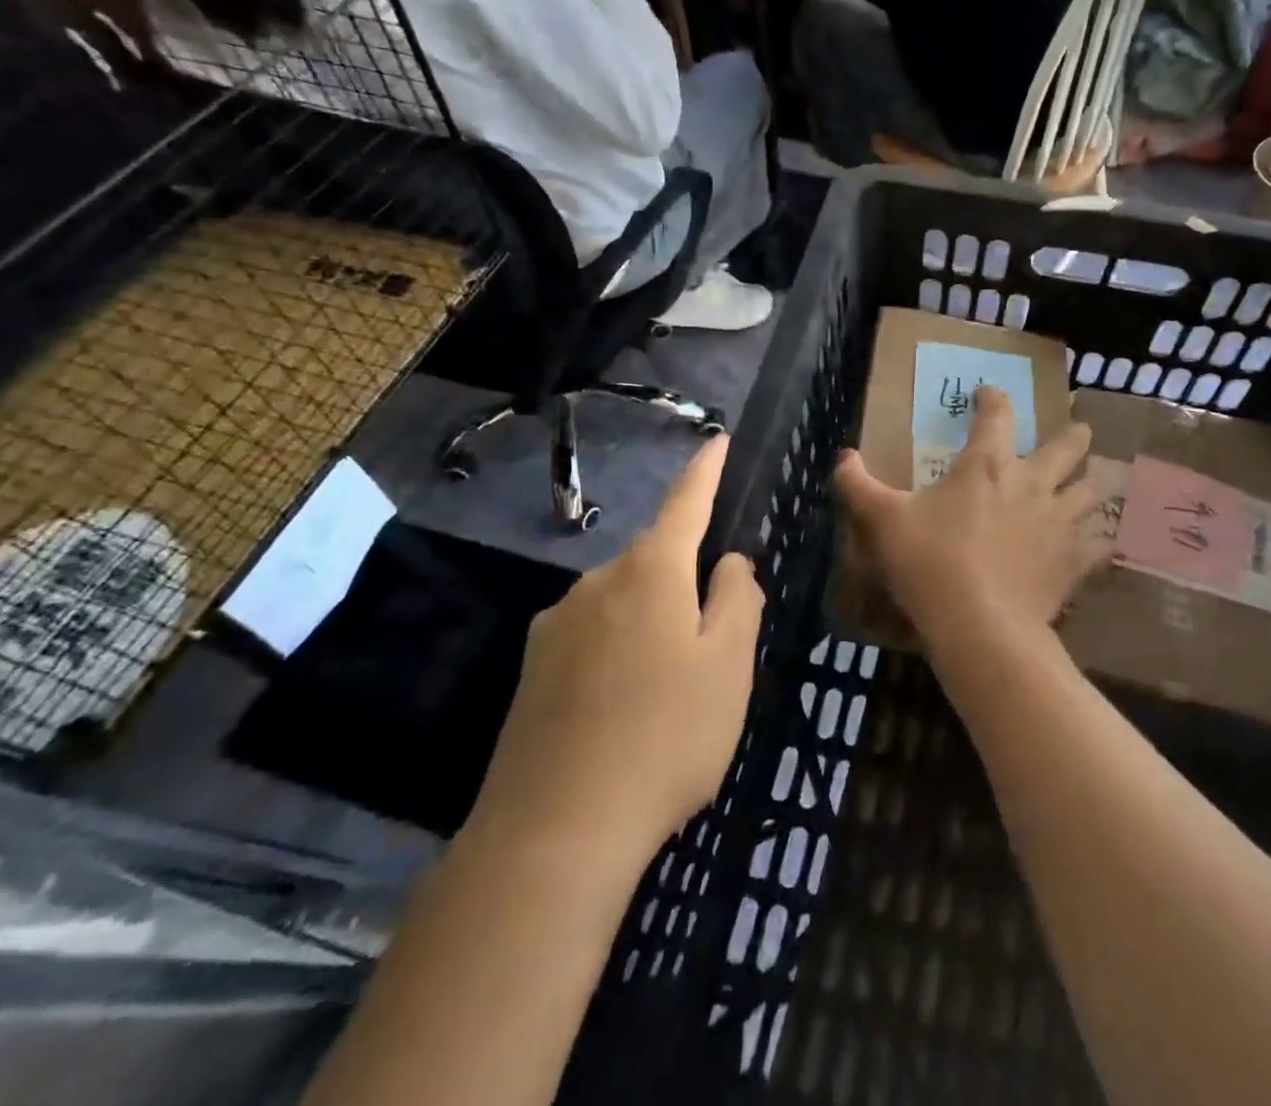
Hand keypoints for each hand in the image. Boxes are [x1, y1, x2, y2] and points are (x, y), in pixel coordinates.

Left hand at [467, 437, 763, 856]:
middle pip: (654, 559)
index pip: (686, 502)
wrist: (554, 831)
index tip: (716, 439)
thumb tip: (730, 562)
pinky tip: (624, 706)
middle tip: (714, 634)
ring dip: (651, 619)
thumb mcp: (728, 666)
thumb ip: (738, 599)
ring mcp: (556, 625)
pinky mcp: (532, 669)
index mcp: (651, 571)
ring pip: (621, 600)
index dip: (706, 470)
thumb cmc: (665, 736)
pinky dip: (618, 650)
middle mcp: (597, 582)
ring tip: (670, 684)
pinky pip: (591, 636)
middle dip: (685, 576)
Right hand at [834, 388, 1109, 660]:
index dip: (993, 398)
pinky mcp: (1073, 561)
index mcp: (986, 465)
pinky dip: (1103, 542)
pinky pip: (1100, 546)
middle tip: (1078, 430)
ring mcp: (1058, 521)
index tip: (988, 392)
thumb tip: (842, 457)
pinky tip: (1105, 544)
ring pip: (1091, 490)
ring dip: (1092, 481)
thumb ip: (858, 486)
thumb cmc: (929, 563)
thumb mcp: (882, 521)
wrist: (980, 625)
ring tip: (1093, 481)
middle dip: (1073, 435)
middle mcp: (1031, 483)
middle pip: (1066, 447)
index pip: (996, 415)